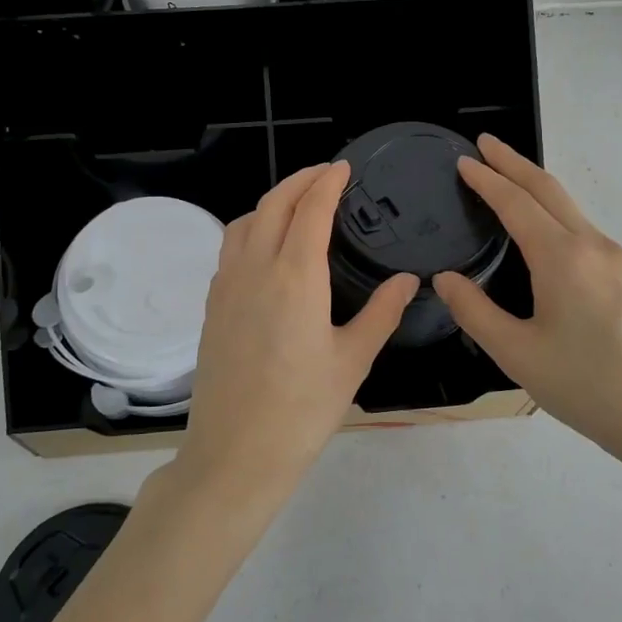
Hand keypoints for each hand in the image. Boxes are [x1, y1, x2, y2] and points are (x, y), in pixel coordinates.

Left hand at [177, 161, 416, 506]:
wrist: (235, 453)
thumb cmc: (303, 410)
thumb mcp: (353, 361)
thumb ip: (382, 313)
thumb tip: (408, 280)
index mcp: (295, 277)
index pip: (310, 210)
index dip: (327, 183)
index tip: (343, 167)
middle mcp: (255, 269)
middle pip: (273, 204)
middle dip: (299, 180)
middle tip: (325, 175)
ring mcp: (226, 286)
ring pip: (245, 222)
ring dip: (271, 202)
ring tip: (297, 205)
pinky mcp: (212, 306)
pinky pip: (230, 249)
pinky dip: (251, 229)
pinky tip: (267, 248)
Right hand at [432, 136, 621, 467]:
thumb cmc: (589, 387)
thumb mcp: (518, 355)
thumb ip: (475, 312)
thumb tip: (445, 279)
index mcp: (562, 258)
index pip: (516, 203)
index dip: (487, 180)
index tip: (463, 160)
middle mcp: (592, 246)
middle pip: (548, 190)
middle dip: (514, 163)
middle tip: (485, 144)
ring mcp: (616, 260)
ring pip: (569, 207)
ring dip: (535, 185)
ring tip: (507, 178)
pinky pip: (582, 227)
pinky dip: (553, 210)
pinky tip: (542, 227)